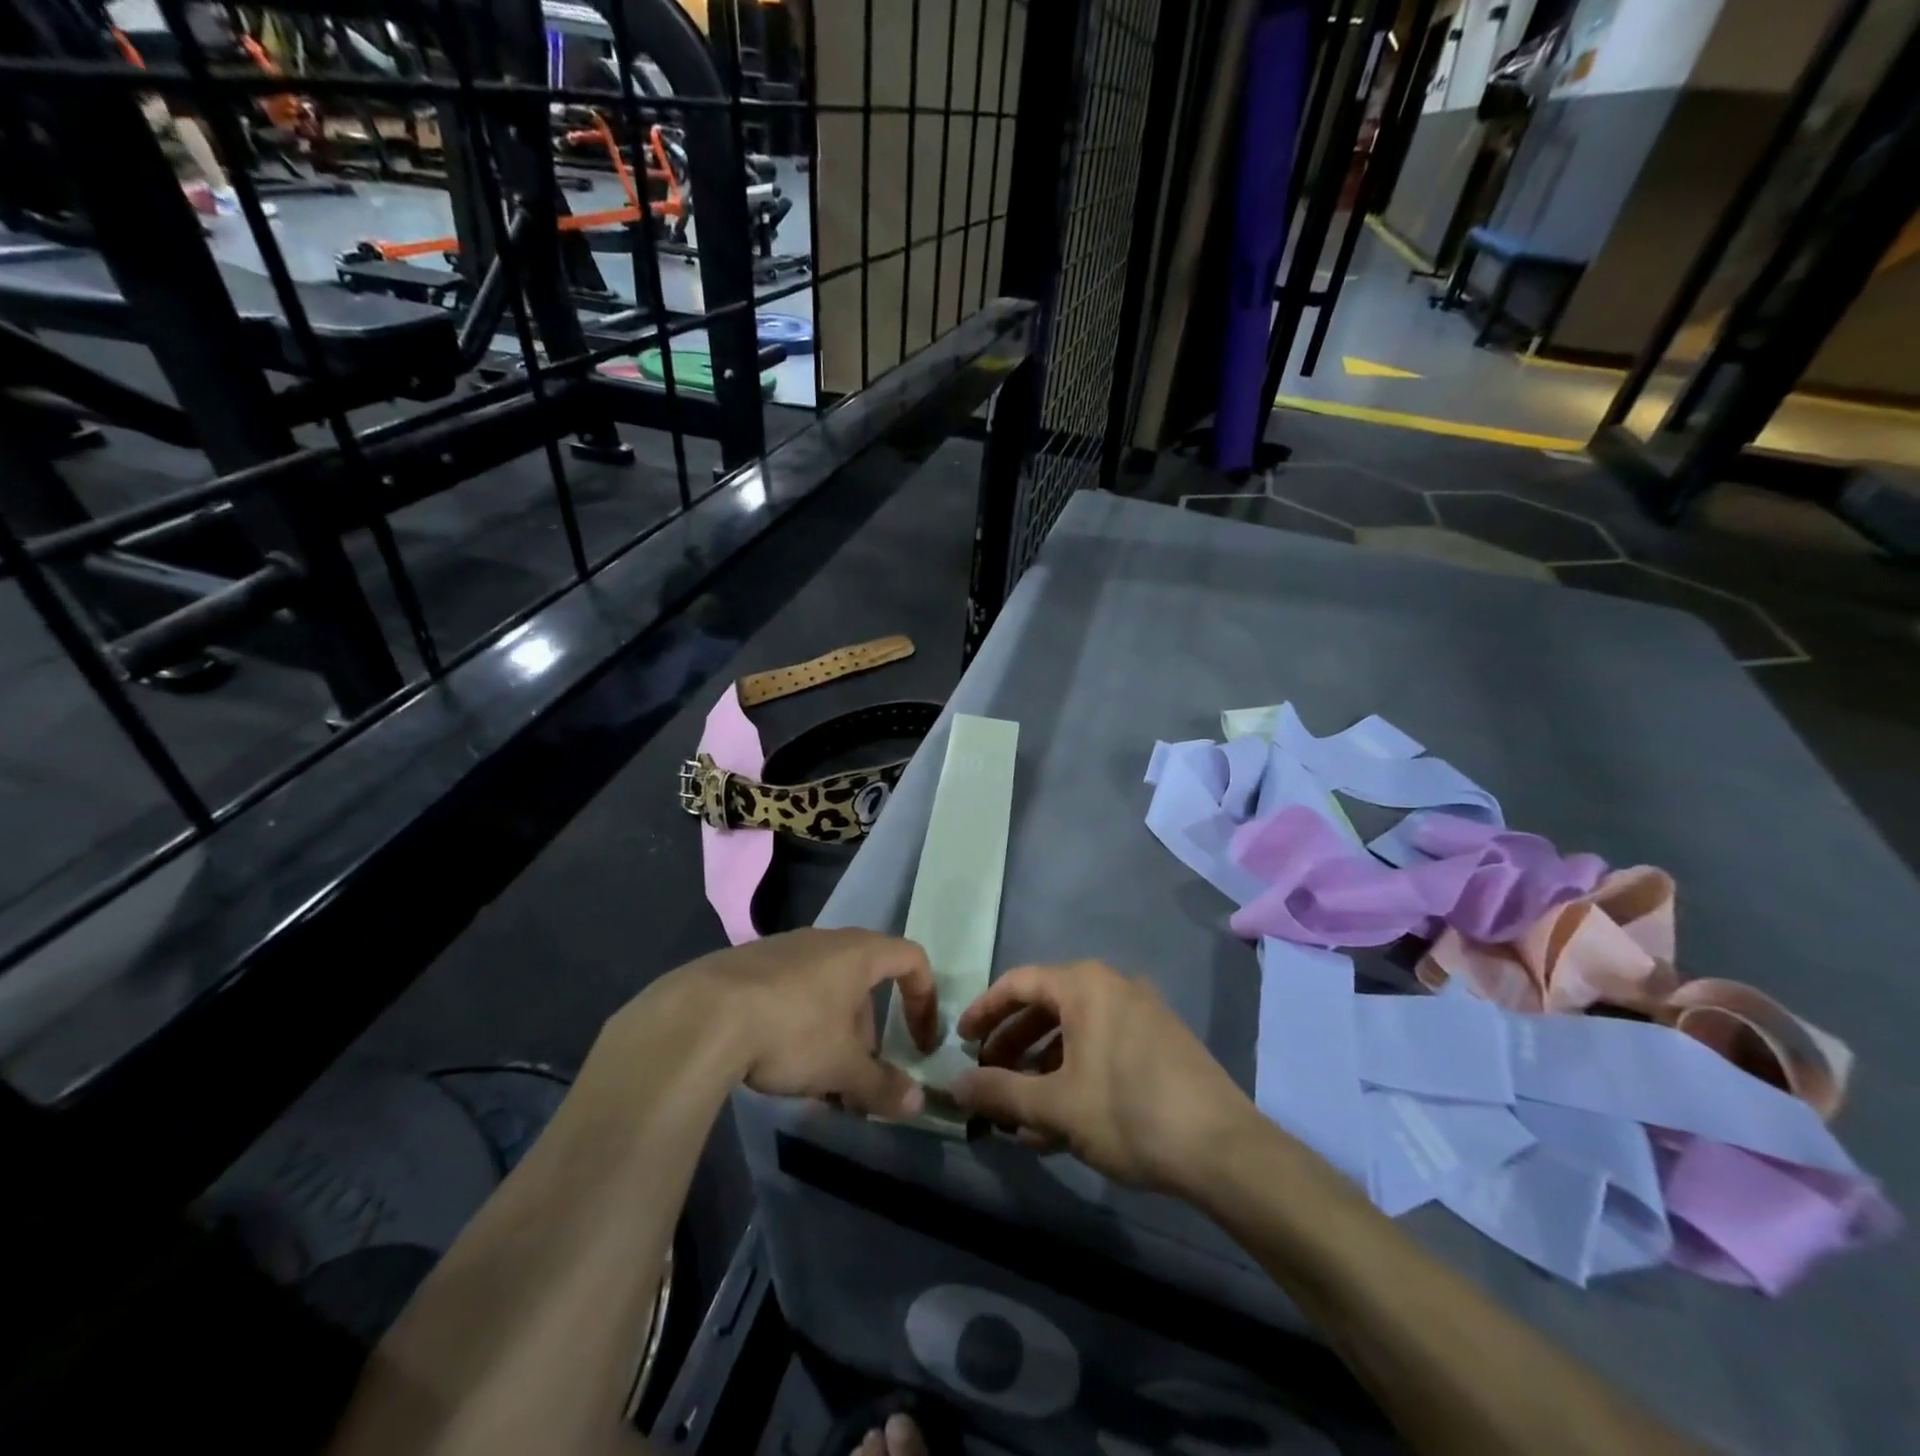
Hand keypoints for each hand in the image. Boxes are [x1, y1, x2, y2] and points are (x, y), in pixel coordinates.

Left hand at [680, 928, 940, 1118]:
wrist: (701, 1016)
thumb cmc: (791, 1031)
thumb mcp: (842, 1067)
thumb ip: (882, 1084)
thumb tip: (917, 1103)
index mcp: (858, 953)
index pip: (910, 959)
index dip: (924, 999)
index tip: (920, 1042)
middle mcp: (824, 941)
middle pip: (864, 981)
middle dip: (867, 1032)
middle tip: (856, 1076)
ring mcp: (783, 948)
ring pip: (824, 989)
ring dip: (832, 1033)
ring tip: (814, 1081)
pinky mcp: (747, 964)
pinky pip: (789, 991)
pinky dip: (797, 1023)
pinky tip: (774, 1063)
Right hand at [951, 960, 1254, 1191]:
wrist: (1224, 1149)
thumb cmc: (1129, 1112)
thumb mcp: (1055, 1106)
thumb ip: (1000, 1091)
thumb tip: (953, 1086)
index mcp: (1085, 985)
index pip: (1019, 982)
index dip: (984, 1010)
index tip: (960, 1039)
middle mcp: (1113, 986)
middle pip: (1046, 1007)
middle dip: (1011, 1044)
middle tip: (986, 1076)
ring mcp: (1142, 1014)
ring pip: (1075, 1032)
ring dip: (1040, 1066)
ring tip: (1017, 1110)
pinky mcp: (1160, 1044)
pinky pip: (1102, 1048)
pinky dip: (1074, 1074)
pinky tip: (1058, 1121)